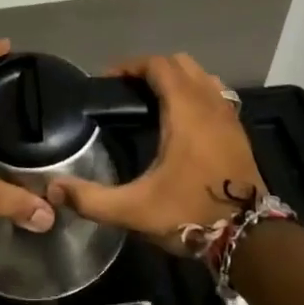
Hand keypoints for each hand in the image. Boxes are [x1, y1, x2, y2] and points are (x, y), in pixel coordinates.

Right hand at [52, 53, 263, 251]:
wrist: (250, 240)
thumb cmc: (190, 214)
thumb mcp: (134, 210)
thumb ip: (91, 199)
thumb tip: (53, 188)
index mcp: (185, 112)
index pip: (159, 65)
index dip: (131, 66)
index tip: (108, 81)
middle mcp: (209, 104)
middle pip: (181, 63)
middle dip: (152, 68)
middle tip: (128, 90)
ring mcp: (229, 117)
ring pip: (202, 76)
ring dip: (178, 78)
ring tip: (153, 100)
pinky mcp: (239, 132)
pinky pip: (216, 94)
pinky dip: (196, 93)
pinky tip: (182, 120)